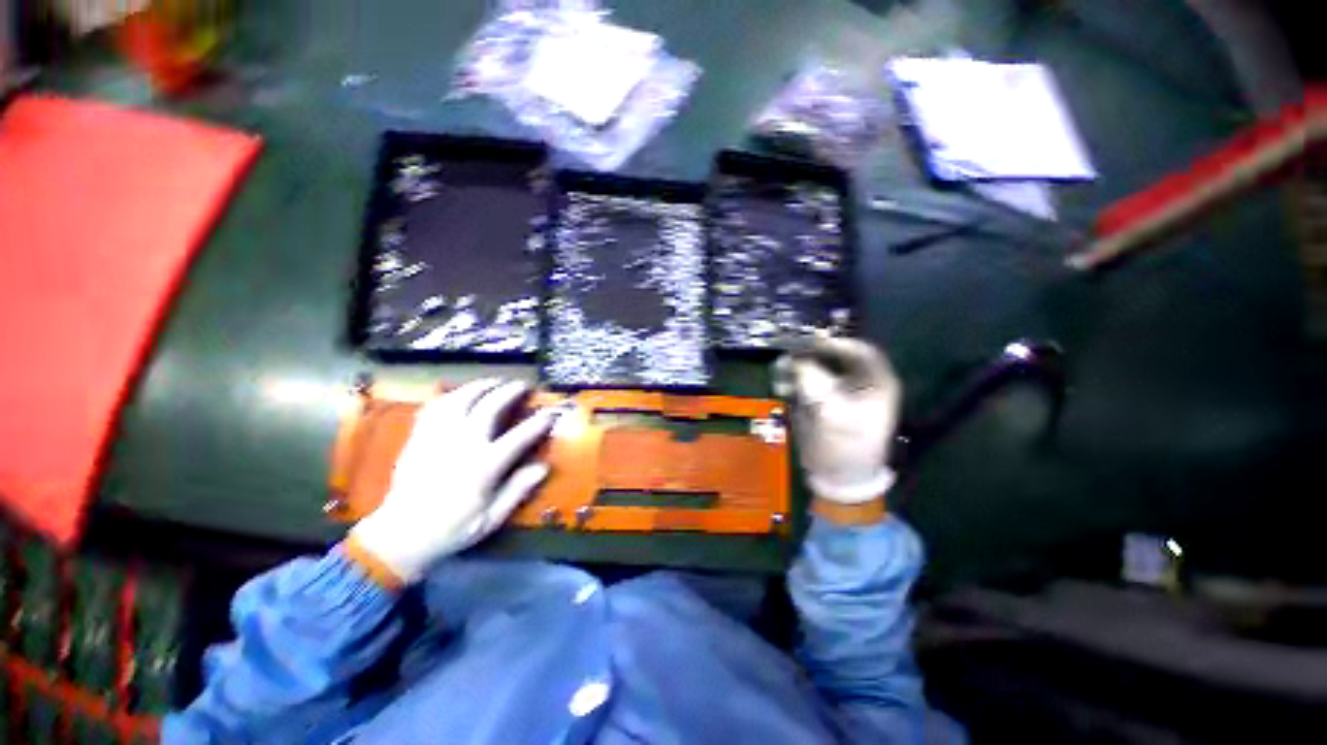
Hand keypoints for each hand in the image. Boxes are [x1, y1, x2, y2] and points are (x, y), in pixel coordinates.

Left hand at [349, 379, 555, 583]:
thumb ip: (517, 490)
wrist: (400, 536)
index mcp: (483, 466)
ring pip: (461, 399)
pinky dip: (451, 395)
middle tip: (522, 385)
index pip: (519, 436)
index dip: (539, 422)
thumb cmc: (452, 529)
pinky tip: (460, 394)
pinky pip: (435, 407)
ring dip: (481, 386)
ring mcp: (438, 437)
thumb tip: (543, 467)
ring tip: (494, 381)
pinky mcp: (419, 437)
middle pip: (490, 406)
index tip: (550, 413)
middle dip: (509, 391)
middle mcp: (462, 444)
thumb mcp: (491, 518)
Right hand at [774, 337, 901, 504]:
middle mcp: (859, 382)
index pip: (861, 351)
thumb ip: (814, 384)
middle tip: (789, 353)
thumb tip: (795, 360)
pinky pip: (806, 381)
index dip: (835, 344)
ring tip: (781, 371)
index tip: (809, 343)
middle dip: (811, 354)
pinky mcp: (820, 399)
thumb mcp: (832, 415)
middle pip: (835, 356)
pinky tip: (782, 386)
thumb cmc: (847, 448)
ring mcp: (838, 390)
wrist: (838, 477)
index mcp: (878, 383)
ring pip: (817, 367)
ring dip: (798, 367)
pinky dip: (793, 380)